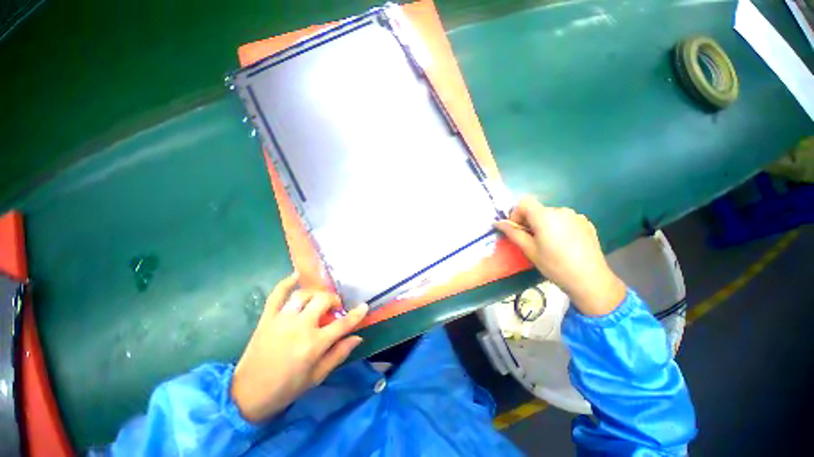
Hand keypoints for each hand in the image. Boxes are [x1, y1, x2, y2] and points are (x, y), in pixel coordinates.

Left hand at [230, 272, 368, 421]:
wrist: (247, 395)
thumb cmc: (287, 388)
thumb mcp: (317, 377)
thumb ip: (338, 354)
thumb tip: (358, 337)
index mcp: (314, 344)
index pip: (342, 324)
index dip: (356, 314)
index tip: (364, 306)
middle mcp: (300, 327)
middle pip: (323, 301)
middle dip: (333, 300)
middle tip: (335, 308)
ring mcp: (281, 320)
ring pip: (303, 295)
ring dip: (316, 294)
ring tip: (319, 300)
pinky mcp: (267, 319)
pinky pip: (277, 295)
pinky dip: (286, 282)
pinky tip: (296, 275)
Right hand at [495, 196, 625, 315]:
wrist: (591, 280)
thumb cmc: (555, 266)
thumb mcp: (530, 250)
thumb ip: (513, 233)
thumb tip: (497, 223)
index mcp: (545, 216)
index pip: (524, 202)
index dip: (516, 214)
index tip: (518, 230)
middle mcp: (561, 210)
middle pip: (537, 209)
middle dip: (529, 221)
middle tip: (531, 241)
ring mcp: (576, 215)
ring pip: (550, 215)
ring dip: (544, 224)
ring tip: (549, 244)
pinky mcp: (586, 222)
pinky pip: (564, 219)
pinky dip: (558, 227)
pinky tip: (564, 244)